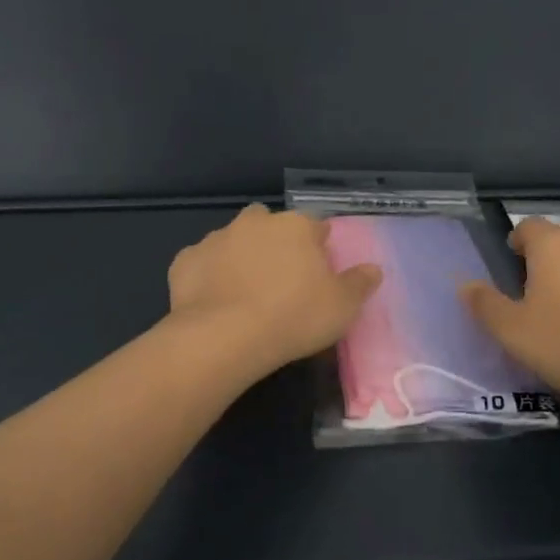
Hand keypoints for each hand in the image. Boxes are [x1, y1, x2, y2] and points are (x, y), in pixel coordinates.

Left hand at [167, 204, 381, 380]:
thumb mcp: (342, 307)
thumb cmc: (294, 317)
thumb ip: (359, 283)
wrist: (224, 336)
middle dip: (274, 242)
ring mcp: (216, 238)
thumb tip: (373, 268)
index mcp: (295, 227)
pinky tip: (213, 300)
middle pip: (269, 223)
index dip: (318, 247)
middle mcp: (255, 223)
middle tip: (280, 278)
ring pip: (233, 240)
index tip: (319, 272)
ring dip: (240, 256)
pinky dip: (208, 275)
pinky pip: (202, 263)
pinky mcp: (186, 260)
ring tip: (244, 292)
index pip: (315, 226)